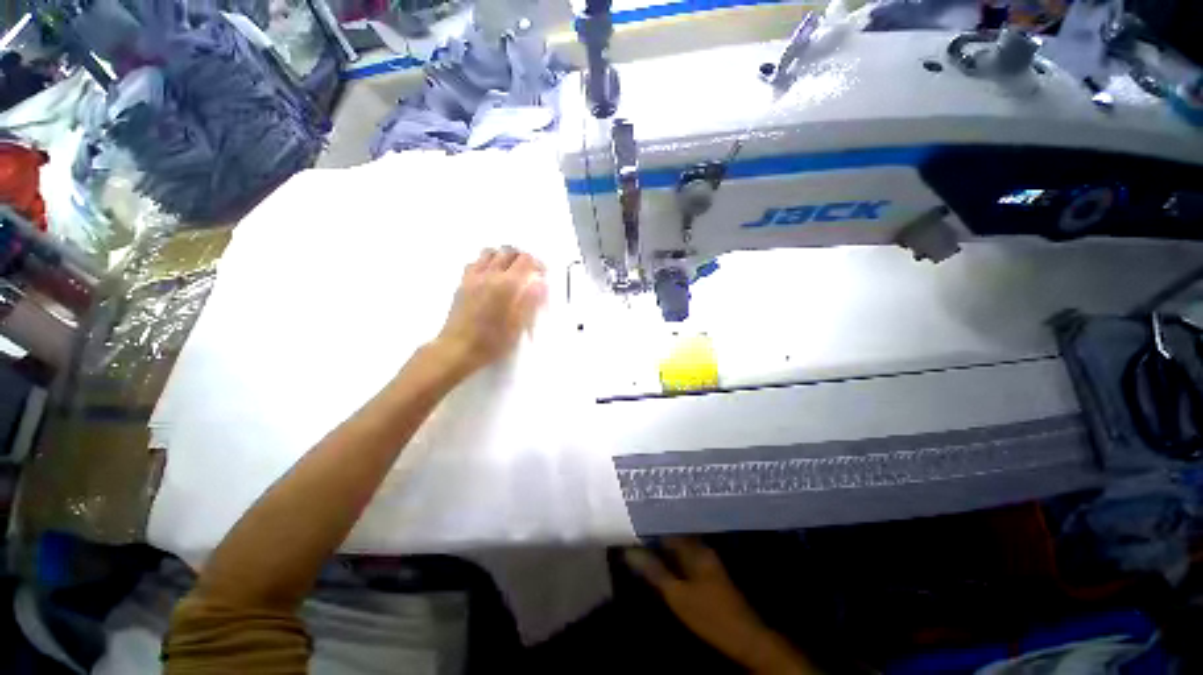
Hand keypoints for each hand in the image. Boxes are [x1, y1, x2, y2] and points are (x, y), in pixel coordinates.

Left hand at [433, 246, 546, 376]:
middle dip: (521, 257)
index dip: (537, 263)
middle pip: (508, 251)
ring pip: (489, 252)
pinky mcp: (462, 283)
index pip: (525, 260)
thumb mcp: (518, 326)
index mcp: (507, 285)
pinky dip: (486, 262)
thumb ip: (531, 301)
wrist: (457, 349)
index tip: (542, 274)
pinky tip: (490, 277)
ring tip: (510, 272)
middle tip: (529, 272)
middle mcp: (489, 275)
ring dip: (502, 257)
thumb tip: (541, 283)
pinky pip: (475, 262)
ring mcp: (473, 277)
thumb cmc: (492, 341)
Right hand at [625, 538, 817, 674]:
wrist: (745, 637)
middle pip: (675, 536)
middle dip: (656, 534)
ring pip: (681, 547)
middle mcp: (702, 549)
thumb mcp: (677, 595)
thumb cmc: (709, 614)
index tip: (633, 522)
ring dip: (664, 546)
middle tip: (634, 531)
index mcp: (696, 548)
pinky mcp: (709, 575)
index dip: (651, 525)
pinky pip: (686, 558)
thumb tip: (630, 552)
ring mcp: (707, 561)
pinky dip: (673, 558)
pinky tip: (662, 561)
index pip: (669, 528)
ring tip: (643, 543)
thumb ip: (655, 572)